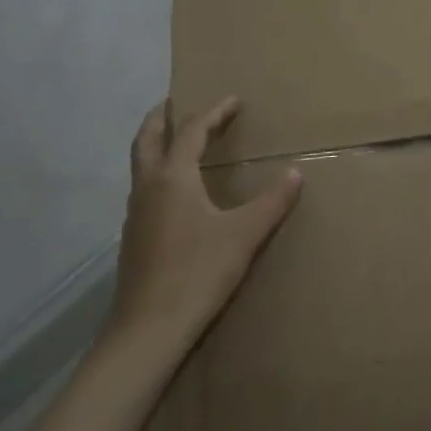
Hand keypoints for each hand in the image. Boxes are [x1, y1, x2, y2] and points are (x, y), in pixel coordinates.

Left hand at [110, 97, 301, 351]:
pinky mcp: (133, 237)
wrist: (149, 329)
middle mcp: (147, 187)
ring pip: (140, 164)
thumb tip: (297, 173)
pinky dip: (156, 173)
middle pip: (147, 138)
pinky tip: (175, 193)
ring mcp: (134, 213)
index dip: (214, 112)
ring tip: (177, 141)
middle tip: (175, 102)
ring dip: (155, 144)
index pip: (191, 130)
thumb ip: (272, 201)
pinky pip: (143, 189)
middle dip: (161, 117)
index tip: (234, 101)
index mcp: (173, 177)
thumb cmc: (198, 272)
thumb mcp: (245, 234)